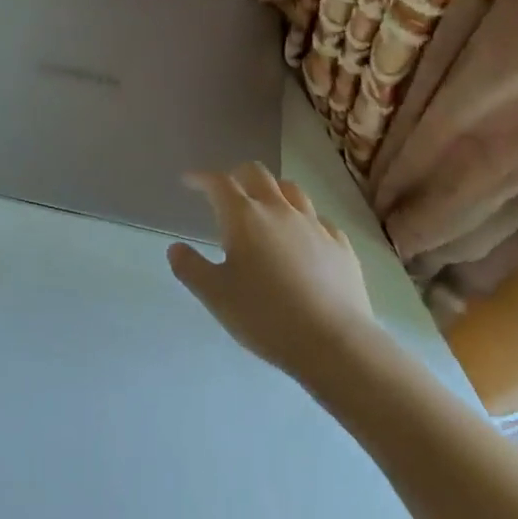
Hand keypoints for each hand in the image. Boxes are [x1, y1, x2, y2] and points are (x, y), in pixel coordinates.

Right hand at [169, 162, 380, 387]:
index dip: (201, 178)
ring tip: (265, 207)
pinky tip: (303, 238)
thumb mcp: (215, 296)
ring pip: (291, 190)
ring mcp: (314, 225)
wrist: (336, 344)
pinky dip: (304, 220)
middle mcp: (278, 210)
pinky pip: (319, 219)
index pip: (218, 182)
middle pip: (257, 173)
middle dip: (237, 175)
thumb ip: (190, 268)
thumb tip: (176, 248)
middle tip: (227, 192)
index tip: (189, 182)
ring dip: (273, 191)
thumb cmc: (267, 317)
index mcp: (243, 216)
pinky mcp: (341, 246)